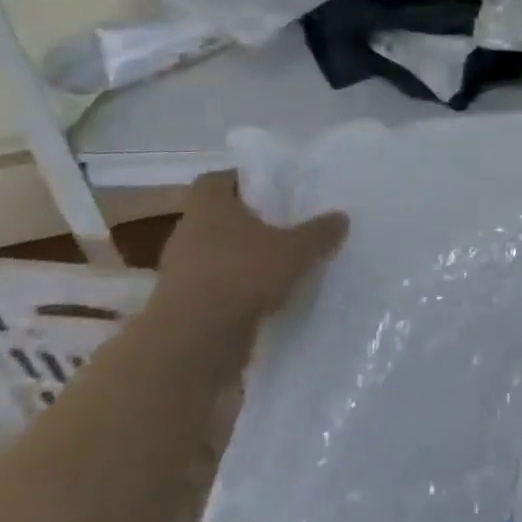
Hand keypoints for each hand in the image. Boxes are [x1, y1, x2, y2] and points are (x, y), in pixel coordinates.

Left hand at [155, 171, 349, 337]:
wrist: (193, 342)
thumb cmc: (242, 275)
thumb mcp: (295, 249)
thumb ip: (319, 232)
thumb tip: (341, 217)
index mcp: (208, 206)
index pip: (216, 179)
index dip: (242, 180)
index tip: (270, 189)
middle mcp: (188, 232)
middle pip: (219, 217)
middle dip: (249, 221)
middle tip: (284, 224)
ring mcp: (181, 270)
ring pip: (217, 253)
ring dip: (243, 257)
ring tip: (279, 263)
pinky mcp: (183, 304)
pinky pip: (215, 285)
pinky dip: (237, 287)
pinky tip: (266, 296)